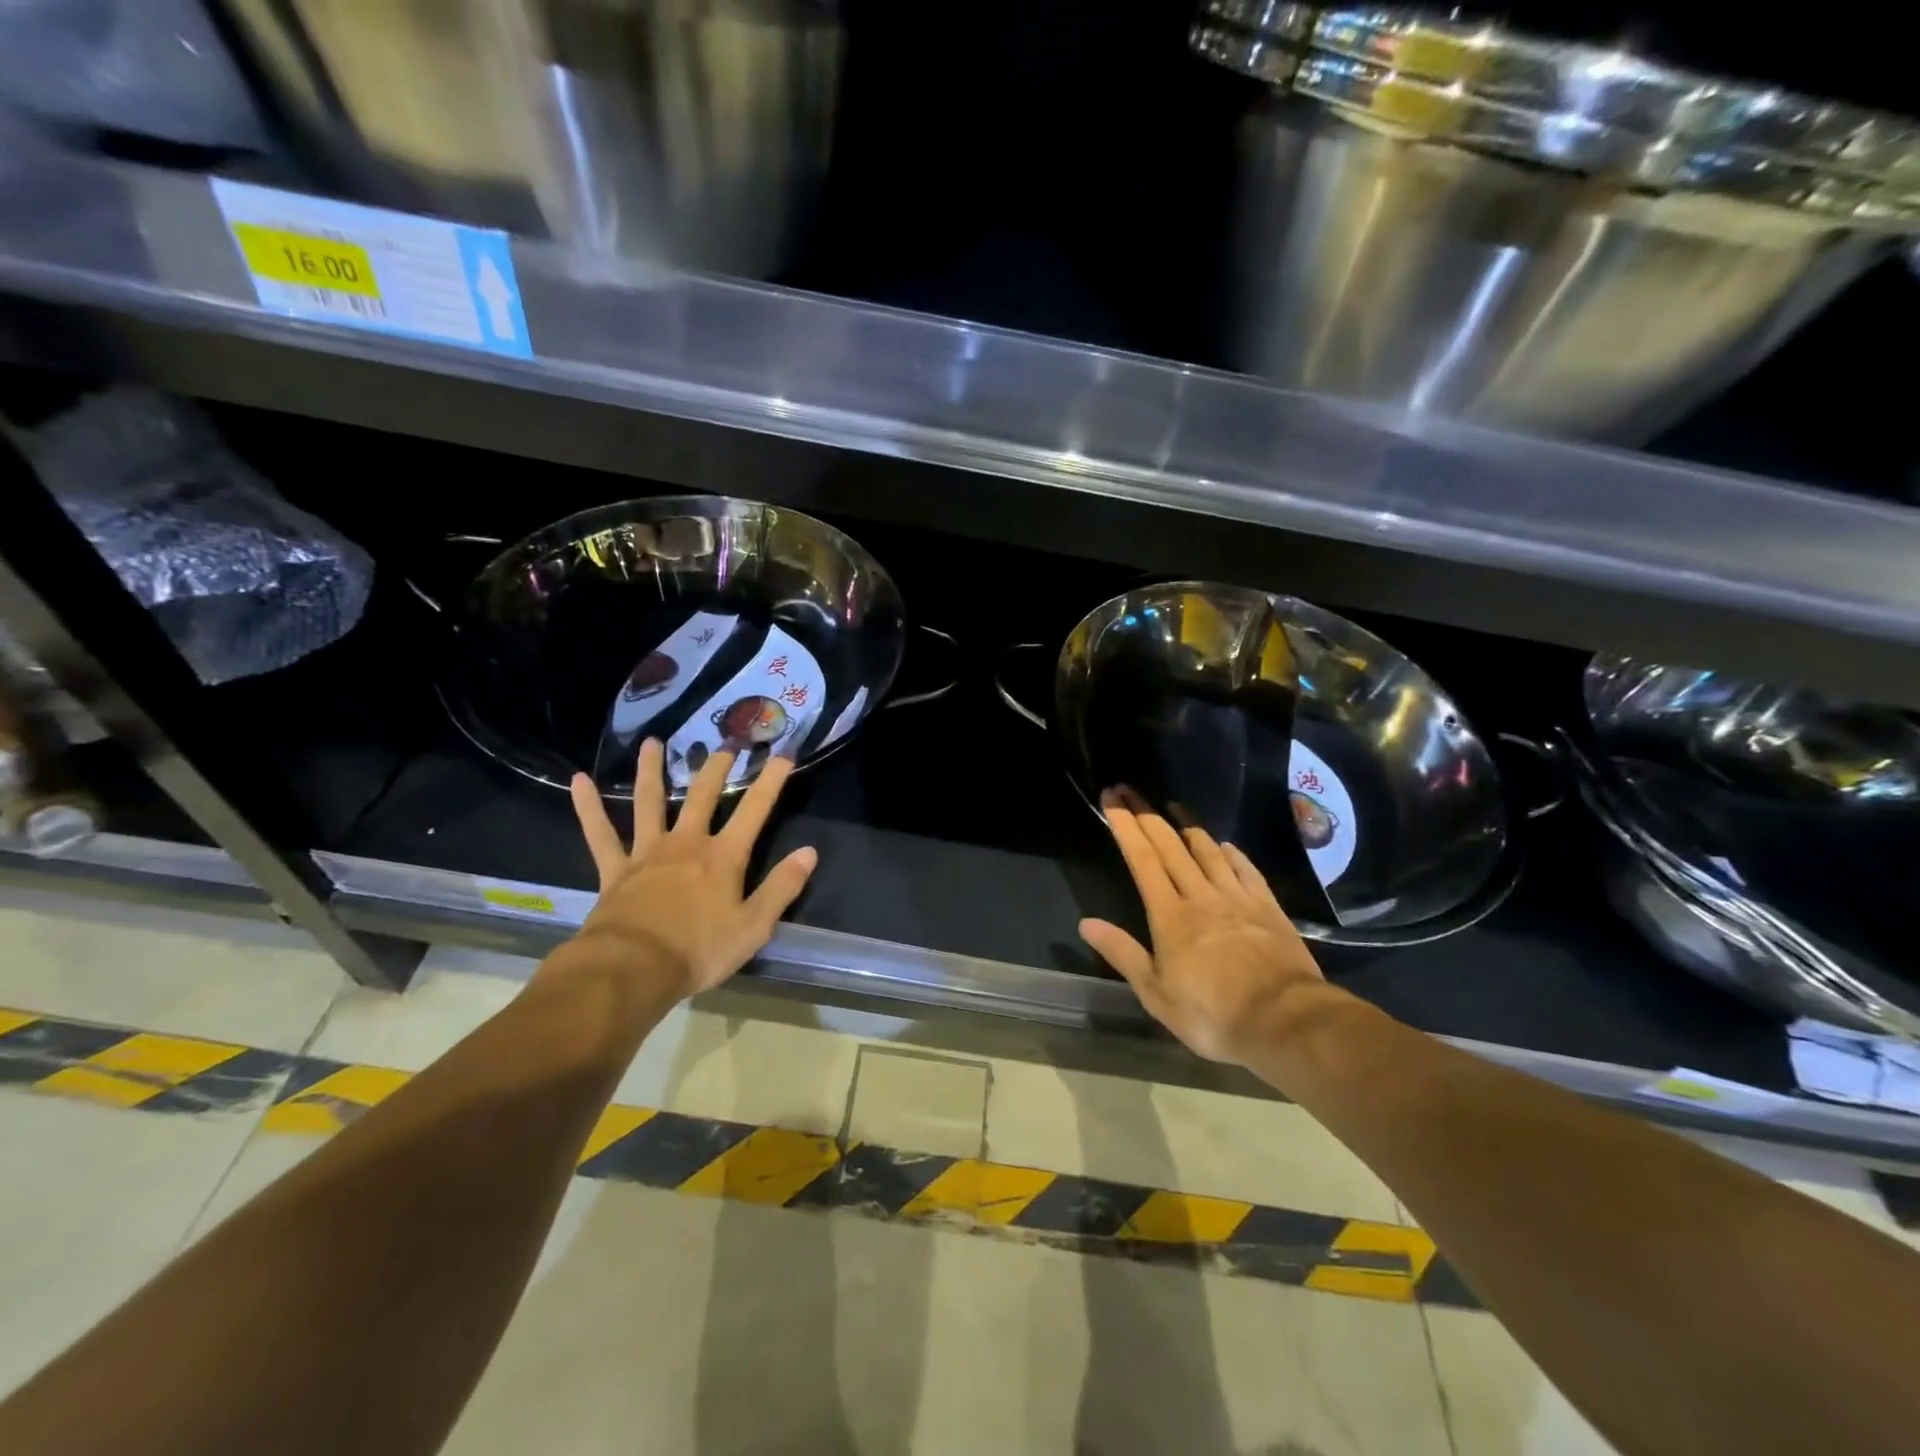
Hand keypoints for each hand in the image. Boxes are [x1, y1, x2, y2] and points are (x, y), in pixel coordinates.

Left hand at [567, 739, 817, 999]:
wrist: (632, 970)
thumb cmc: (698, 951)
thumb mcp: (754, 927)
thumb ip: (782, 887)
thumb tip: (810, 852)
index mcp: (723, 856)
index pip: (755, 809)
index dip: (771, 780)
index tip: (783, 752)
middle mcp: (687, 843)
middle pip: (704, 795)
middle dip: (717, 766)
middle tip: (726, 741)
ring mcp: (647, 853)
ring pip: (649, 802)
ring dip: (652, 770)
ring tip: (653, 742)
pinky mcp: (615, 870)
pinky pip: (600, 834)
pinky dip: (588, 807)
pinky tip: (580, 780)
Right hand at [1080, 792, 1330, 1064]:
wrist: (1285, 1021)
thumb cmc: (1212, 1014)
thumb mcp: (1156, 993)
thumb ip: (1122, 953)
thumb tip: (1086, 923)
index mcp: (1170, 915)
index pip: (1142, 860)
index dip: (1125, 827)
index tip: (1112, 798)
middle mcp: (1201, 895)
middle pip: (1171, 846)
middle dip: (1147, 816)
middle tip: (1131, 791)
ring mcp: (1237, 898)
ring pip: (1208, 851)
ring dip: (1188, 826)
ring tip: (1174, 808)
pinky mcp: (1268, 907)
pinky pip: (1246, 869)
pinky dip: (1231, 853)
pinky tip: (1225, 846)